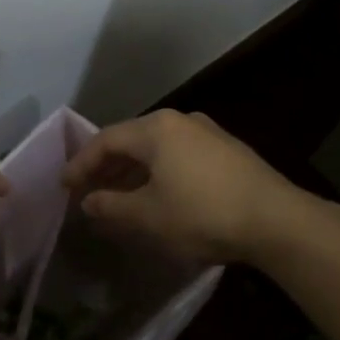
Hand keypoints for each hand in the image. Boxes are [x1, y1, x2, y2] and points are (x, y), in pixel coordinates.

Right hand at [59, 109, 303, 264]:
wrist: (276, 220)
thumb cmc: (203, 214)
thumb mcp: (149, 216)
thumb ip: (112, 206)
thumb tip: (88, 201)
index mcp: (156, 128)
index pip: (106, 140)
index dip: (81, 163)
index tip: (64, 185)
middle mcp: (179, 120)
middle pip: (131, 140)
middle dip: (106, 166)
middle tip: (86, 190)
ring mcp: (206, 132)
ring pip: (156, 148)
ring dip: (132, 171)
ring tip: (116, 196)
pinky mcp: (226, 150)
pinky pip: (178, 155)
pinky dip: (158, 171)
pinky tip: (156, 194)